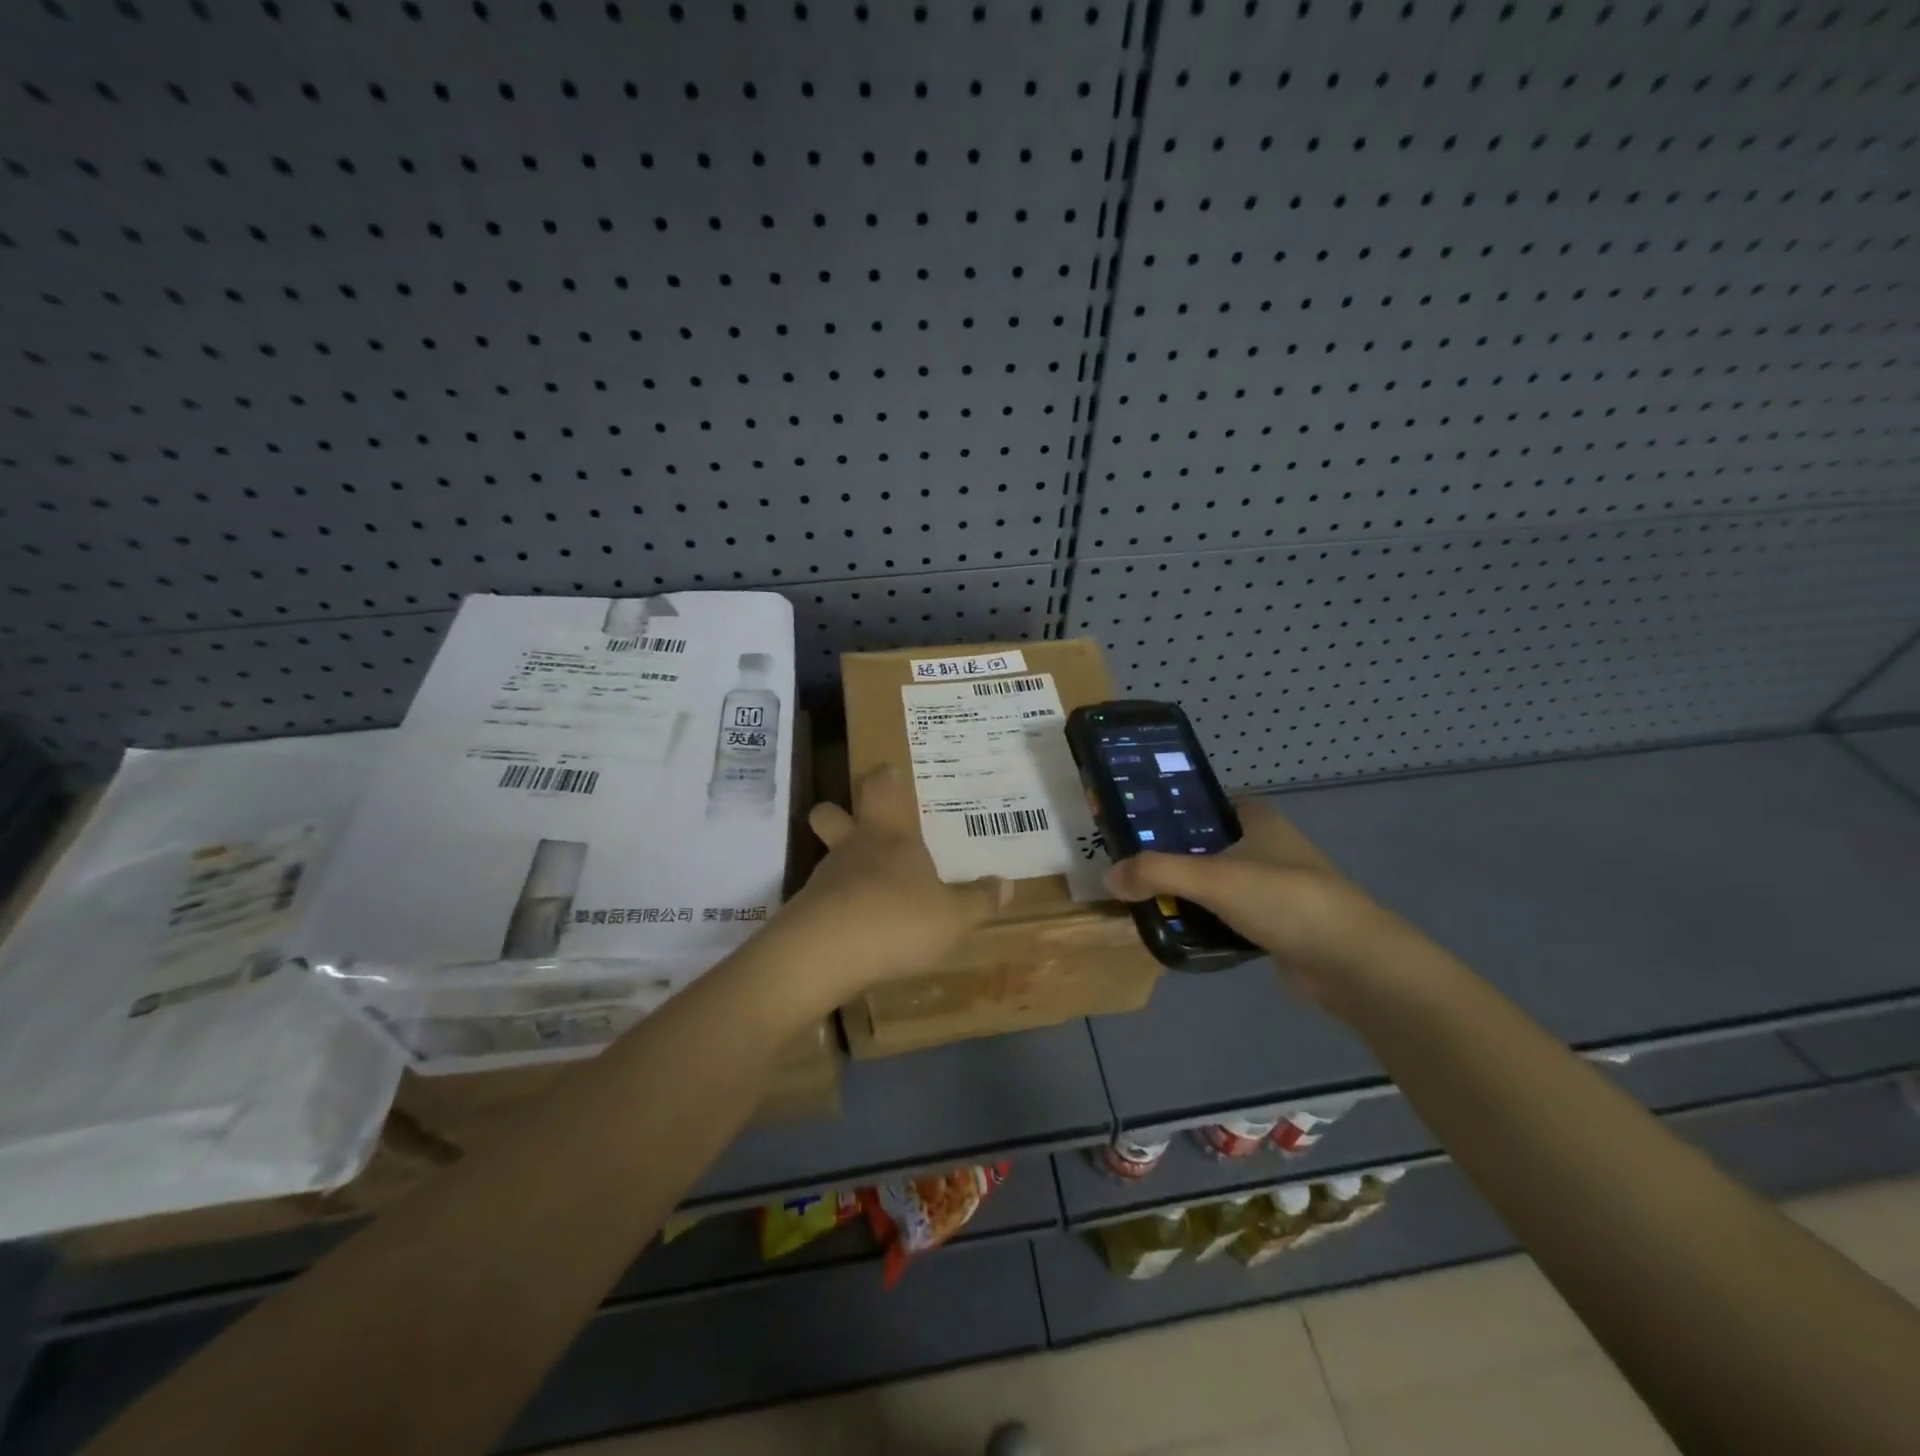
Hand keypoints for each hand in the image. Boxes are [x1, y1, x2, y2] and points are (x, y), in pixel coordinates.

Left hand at [769, 764, 1010, 997]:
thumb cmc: (898, 918)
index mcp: (891, 836)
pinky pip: (820, 901)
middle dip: (837, 814)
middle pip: (831, 815)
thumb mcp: (953, 916)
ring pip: (826, 859)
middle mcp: (853, 849)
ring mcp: (824, 879)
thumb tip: (1006, 884)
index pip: (882, 791)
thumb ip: (978, 901)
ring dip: (840, 867)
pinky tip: (850, 930)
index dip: (883, 779)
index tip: (886, 770)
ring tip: (863, 891)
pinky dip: (834, 908)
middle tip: (851, 819)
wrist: (826, 953)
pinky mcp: (804, 913)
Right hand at [1102, 799, 1400, 1006]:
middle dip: (1175, 855)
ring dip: (1190, 892)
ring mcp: (1277, 888)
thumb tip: (1109, 876)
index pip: (1211, 801)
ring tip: (1146, 899)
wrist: (1350, 962)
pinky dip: (1208, 922)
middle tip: (1134, 866)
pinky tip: (1180, 932)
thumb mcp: (1212, 877)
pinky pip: (1231, 916)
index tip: (1140, 823)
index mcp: (1259, 820)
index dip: (1177, 808)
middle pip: (1210, 843)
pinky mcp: (1279, 926)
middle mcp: (1269, 846)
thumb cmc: (1283, 900)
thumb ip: (1157, 872)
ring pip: (1220, 882)